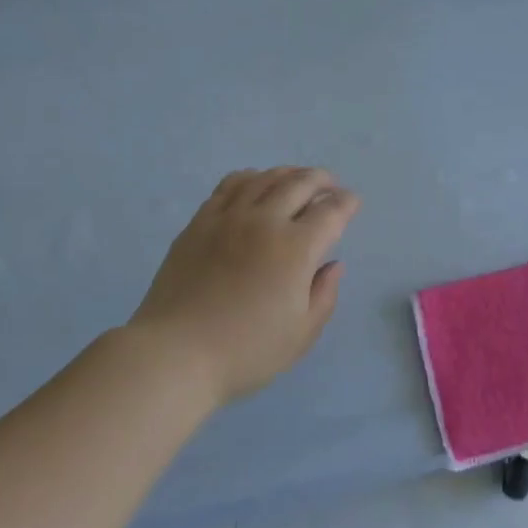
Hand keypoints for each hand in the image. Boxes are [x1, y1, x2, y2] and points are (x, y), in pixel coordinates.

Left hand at [129, 167, 361, 404]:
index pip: (330, 212)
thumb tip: (333, 265)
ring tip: (298, 179)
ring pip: (266, 178)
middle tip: (331, 186)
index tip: (352, 203)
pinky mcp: (200, 221)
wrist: (175, 353)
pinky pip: (230, 185)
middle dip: (322, 180)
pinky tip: (256, 183)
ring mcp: (229, 217)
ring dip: (289, 174)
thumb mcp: (301, 334)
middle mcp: (265, 222)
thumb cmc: (246, 351)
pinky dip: (251, 177)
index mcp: (296, 249)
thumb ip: (324, 295)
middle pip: (300, 183)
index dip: (347, 204)